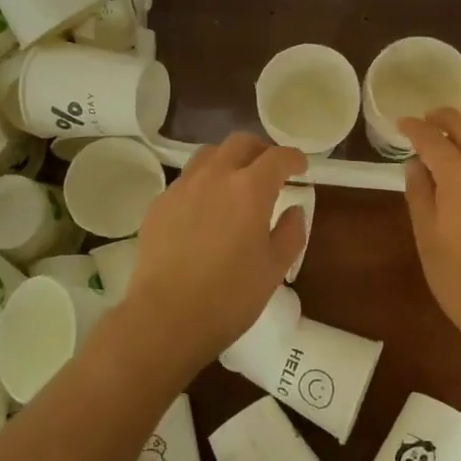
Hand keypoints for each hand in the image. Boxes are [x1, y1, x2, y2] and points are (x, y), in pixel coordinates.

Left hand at [120, 134, 308, 372]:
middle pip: (240, 143)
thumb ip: (290, 233)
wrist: (165, 318)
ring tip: (235, 181)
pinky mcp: (159, 204)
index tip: (300, 167)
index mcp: (250, 189)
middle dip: (260, 150)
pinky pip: (186, 179)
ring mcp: (182, 187)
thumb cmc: (229, 297)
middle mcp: (215, 176)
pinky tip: (205, 208)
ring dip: (228, 159)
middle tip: (270, 169)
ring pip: (208, 154)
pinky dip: (203, 182)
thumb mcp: (274, 269)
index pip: (277, 157)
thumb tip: (294, 210)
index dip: (293, 158)